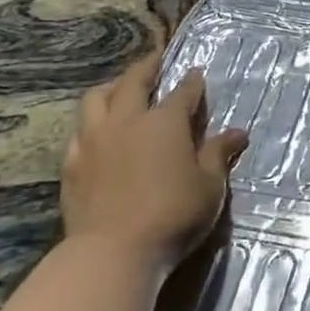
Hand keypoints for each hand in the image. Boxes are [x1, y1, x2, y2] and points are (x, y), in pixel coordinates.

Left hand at [60, 50, 247, 274]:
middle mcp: (126, 121)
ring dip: (112, 88)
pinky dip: (91, 124)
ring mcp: (93, 141)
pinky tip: (96, 134)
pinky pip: (79, 132)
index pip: (182, 92)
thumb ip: (219, 155)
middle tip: (156, 58)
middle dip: (147, 66)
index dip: (192, 81)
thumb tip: (238, 132)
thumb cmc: (173, 214)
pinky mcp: (71, 164)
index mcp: (164, 122)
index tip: (197, 72)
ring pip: (96, 99)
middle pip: (133, 82)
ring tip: (120, 89)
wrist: (113, 251)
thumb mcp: (209, 186)